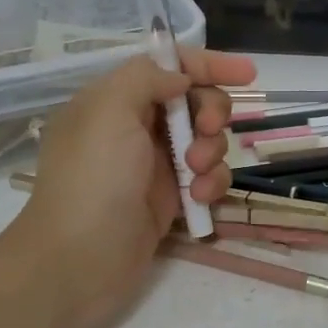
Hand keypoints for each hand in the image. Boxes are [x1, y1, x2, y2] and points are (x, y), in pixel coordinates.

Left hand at [0, 47, 254, 327]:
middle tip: (207, 130)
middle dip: (211, 112)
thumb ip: (147, 78)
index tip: (248, 74)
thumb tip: (181, 78)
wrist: (79, 262)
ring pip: (207, 141)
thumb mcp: (109, 111)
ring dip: (212, 151)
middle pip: (195, 101)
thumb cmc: (93, 179)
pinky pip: (207, 178)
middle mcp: (135, 128)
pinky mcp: (171, 200)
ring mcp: (155, 165)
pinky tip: (198, 200)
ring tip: (195, 174)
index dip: (208, 65)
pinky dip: (210, 184)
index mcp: (115, 100)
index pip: (168, 67)